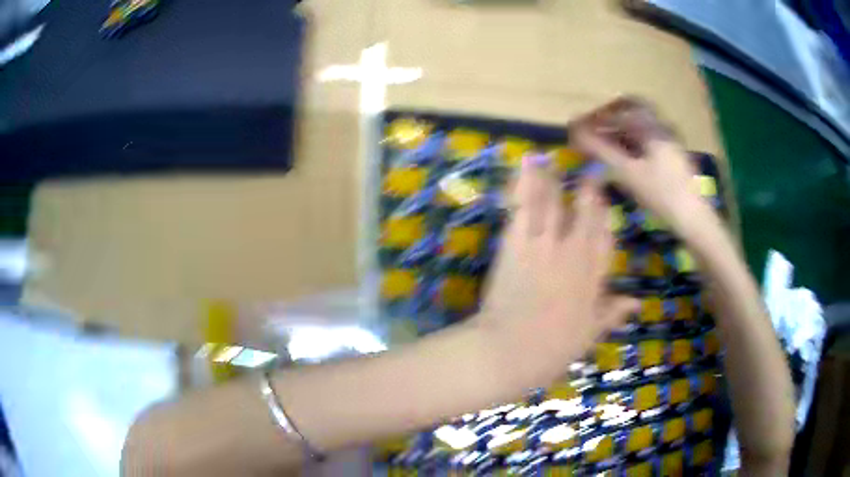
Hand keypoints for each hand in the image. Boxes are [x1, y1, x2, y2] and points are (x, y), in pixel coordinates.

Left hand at [479, 155, 636, 380]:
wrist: (509, 351)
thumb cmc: (551, 350)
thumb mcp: (588, 336)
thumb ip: (611, 314)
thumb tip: (635, 303)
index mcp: (593, 278)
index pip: (605, 240)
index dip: (605, 220)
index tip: (605, 204)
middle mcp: (573, 255)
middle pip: (584, 215)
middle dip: (587, 193)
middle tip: (588, 173)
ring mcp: (544, 245)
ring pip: (553, 203)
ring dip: (552, 180)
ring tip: (550, 159)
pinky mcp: (516, 243)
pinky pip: (522, 207)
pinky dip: (523, 185)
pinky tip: (524, 168)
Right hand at [570, 98, 719, 241]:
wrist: (695, 221)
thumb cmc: (662, 195)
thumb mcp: (628, 173)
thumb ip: (601, 151)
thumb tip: (574, 132)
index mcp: (652, 127)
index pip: (619, 110)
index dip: (596, 117)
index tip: (580, 128)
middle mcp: (663, 128)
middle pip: (633, 111)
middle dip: (611, 117)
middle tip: (594, 130)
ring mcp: (671, 143)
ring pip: (642, 126)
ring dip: (621, 131)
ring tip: (606, 147)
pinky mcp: (674, 158)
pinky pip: (649, 140)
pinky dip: (633, 143)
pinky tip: (626, 160)